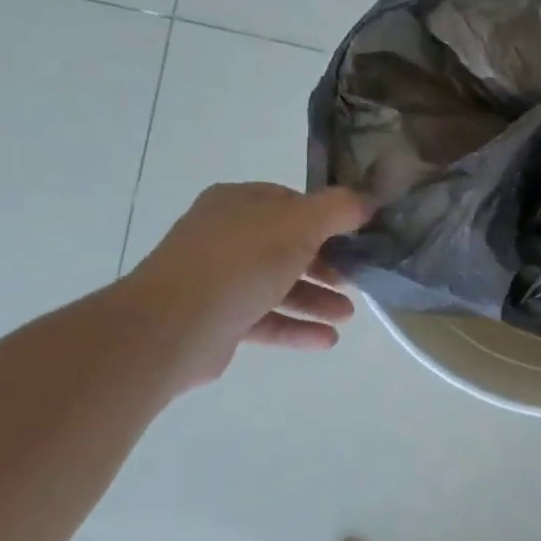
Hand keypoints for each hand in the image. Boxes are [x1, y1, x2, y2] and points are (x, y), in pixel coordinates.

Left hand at [120, 183, 371, 391]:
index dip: (326, 217)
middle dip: (326, 264)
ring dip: (316, 299)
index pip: (290, 202)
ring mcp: (218, 279)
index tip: (356, 235)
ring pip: (277, 285)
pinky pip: (266, 319)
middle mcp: (225, 235)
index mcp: (238, 203)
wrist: (172, 326)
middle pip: (286, 246)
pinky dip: (296, 327)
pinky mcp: (218, 319)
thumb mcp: (299, 224)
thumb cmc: (240, 262)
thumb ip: (338, 209)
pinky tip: (327, 340)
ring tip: (347, 317)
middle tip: (355, 279)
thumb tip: (367, 201)